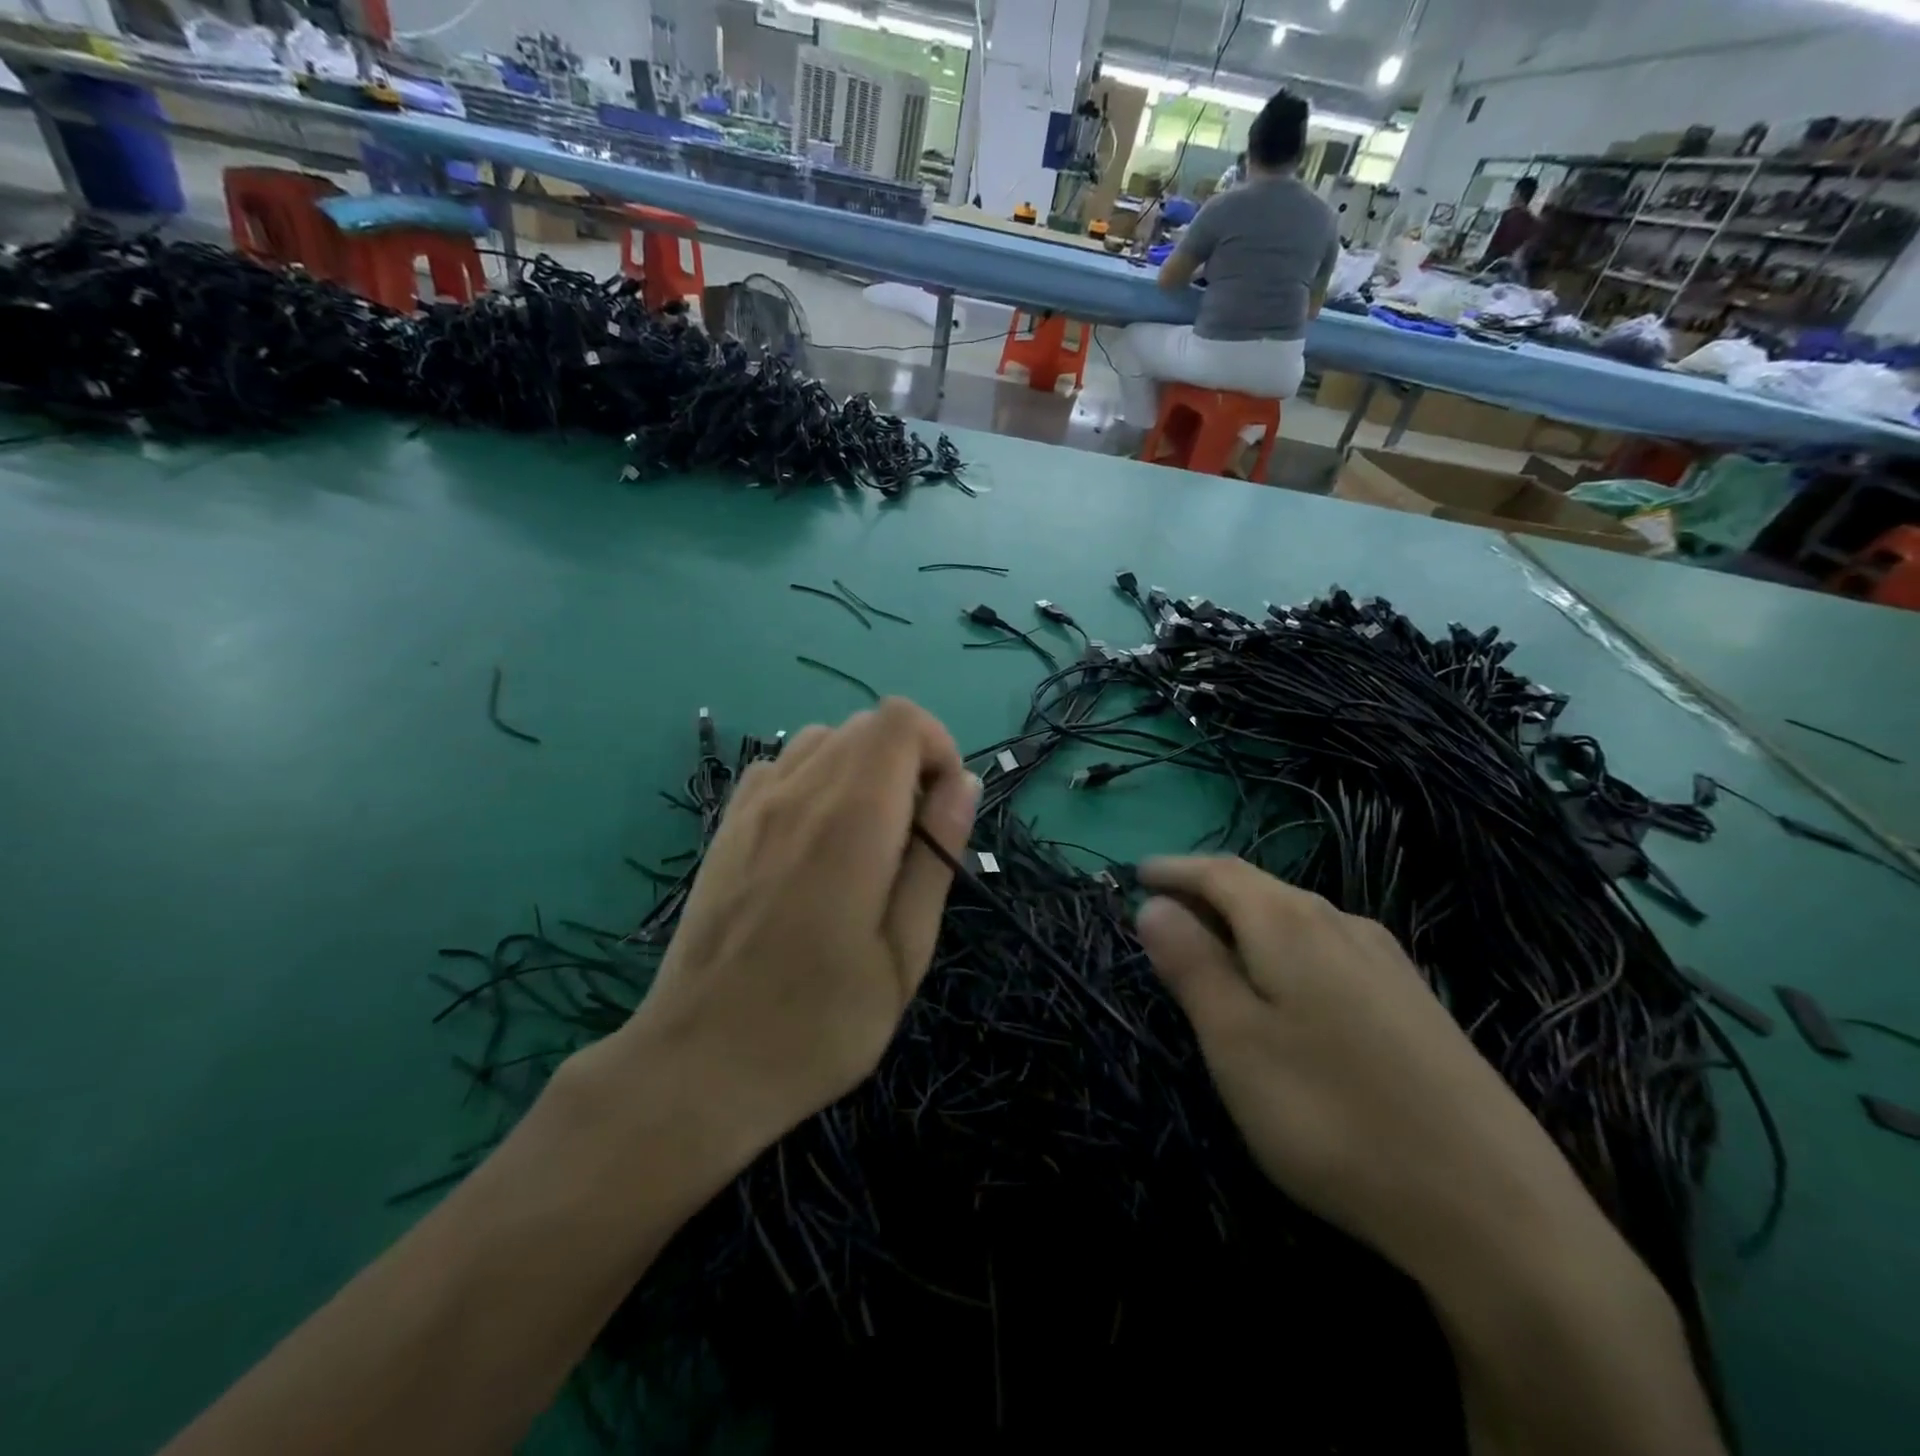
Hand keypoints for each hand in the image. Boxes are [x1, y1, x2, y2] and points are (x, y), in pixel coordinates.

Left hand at [610, 698, 978, 1156]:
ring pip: (824, 739)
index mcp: (851, 820)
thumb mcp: (904, 954)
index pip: (901, 720)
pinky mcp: (727, 824)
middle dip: (907, 761)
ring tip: (866, 839)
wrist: (698, 1065)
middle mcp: (799, 792)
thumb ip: (936, 857)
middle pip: (867, 724)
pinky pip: (782, 766)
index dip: (938, 747)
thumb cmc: (819, 1024)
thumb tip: (963, 782)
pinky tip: (814, 842)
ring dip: (862, 768)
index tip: (944, 810)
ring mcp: (754, 805)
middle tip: (912, 839)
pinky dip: (816, 779)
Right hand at [1134, 856, 1604, 1277]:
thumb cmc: (1332, 1115)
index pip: (1220, 872)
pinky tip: (1288, 988)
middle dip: (1207, 893)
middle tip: (1165, 913)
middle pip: (1260, 889)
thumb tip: (1154, 905)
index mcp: (1290, 923)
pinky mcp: (1415, 1002)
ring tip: (1216, 946)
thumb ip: (1191, 965)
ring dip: (1247, 922)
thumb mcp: (1235, 1041)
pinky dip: (1285, 950)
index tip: (1138, 873)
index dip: (1175, 869)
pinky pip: (1328, 949)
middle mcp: (1341, 924)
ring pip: (1297, 920)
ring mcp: (1387, 962)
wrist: (1495, 1209)